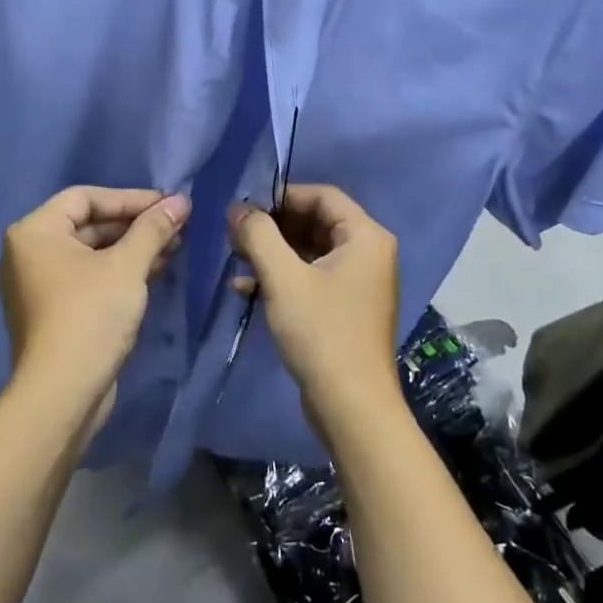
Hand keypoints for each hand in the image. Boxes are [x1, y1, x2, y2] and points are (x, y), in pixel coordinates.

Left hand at [0, 186, 189, 427]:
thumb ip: (153, 228)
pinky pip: (89, 277)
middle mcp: (29, 252)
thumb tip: (181, 200)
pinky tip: (156, 269)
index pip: (85, 197)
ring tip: (174, 245)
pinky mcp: (54, 311)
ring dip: (132, 247)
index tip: (168, 203)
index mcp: (35, 232)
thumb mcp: (127, 266)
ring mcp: (39, 284)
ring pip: (92, 252)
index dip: (130, 198)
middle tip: (175, 224)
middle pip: (88, 224)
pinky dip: (119, 270)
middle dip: (134, 224)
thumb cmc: (90, 315)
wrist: (62, 393)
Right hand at [229, 185, 399, 424]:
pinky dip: (281, 277)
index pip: (322, 196)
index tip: (245, 206)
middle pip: (315, 221)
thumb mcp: (283, 278)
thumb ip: (258, 235)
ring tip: (236, 257)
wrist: (351, 406)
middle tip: (235, 233)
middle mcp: (368, 252)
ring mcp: (358, 282)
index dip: (281, 195)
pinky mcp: (345, 307)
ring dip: (272, 252)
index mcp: (365, 237)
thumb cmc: (321, 332)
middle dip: (273, 226)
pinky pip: (311, 277)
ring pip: (309, 250)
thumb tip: (237, 207)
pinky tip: (246, 288)